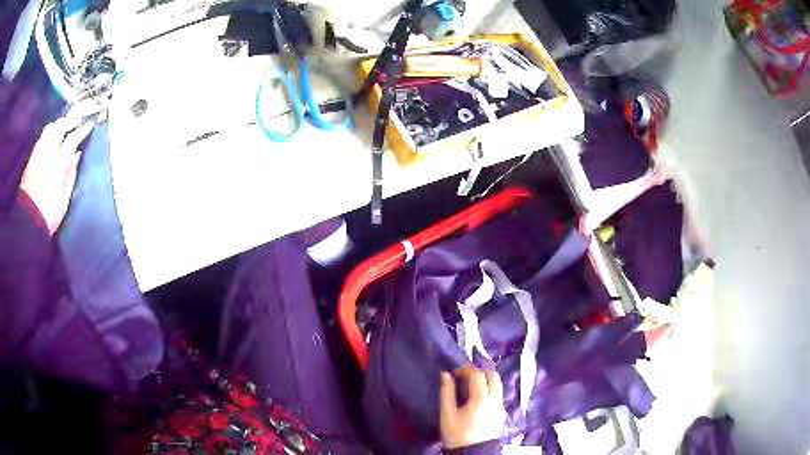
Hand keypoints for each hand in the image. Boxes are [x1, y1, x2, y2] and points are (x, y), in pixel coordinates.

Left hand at [20, 116, 93, 234]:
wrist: (28, 223)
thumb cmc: (48, 215)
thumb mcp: (64, 200)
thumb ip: (71, 175)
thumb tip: (77, 155)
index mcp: (58, 163)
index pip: (72, 139)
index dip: (82, 130)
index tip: (89, 125)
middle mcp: (47, 153)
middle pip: (60, 126)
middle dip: (70, 121)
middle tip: (77, 122)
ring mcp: (38, 154)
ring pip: (50, 129)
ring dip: (58, 125)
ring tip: (63, 128)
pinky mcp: (31, 158)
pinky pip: (42, 138)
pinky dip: (49, 133)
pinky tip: (51, 139)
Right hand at [439, 366, 505, 449]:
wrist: (472, 453)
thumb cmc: (457, 435)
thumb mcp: (447, 414)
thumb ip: (446, 393)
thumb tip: (446, 375)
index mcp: (481, 398)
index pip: (477, 374)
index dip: (465, 369)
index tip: (455, 372)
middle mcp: (495, 400)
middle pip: (493, 376)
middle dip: (479, 371)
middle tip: (465, 375)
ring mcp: (500, 407)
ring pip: (498, 385)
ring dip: (486, 380)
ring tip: (470, 386)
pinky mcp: (501, 414)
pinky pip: (498, 395)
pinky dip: (489, 390)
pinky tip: (477, 398)